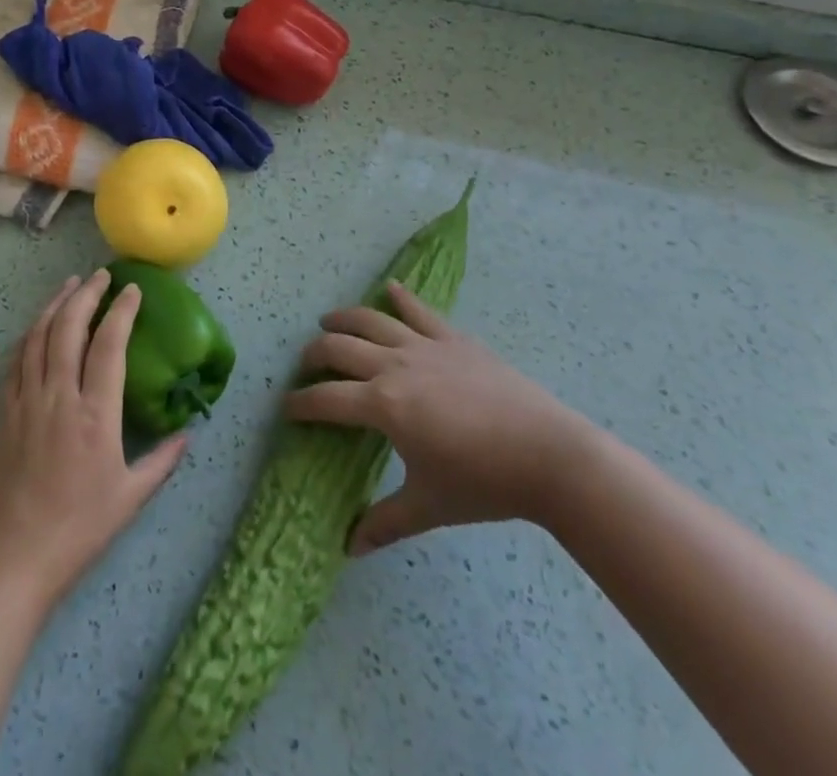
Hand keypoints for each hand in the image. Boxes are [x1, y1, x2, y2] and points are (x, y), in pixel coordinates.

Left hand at [0, 269, 187, 604]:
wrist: (13, 556)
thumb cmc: (78, 529)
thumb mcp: (130, 498)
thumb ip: (162, 461)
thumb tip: (187, 433)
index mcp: (95, 414)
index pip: (109, 344)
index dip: (121, 311)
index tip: (132, 290)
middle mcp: (59, 395)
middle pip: (69, 327)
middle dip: (86, 294)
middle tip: (100, 275)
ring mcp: (26, 400)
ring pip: (38, 335)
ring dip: (55, 304)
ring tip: (70, 285)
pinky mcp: (3, 411)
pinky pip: (16, 359)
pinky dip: (30, 333)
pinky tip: (38, 325)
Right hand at [285, 282, 595, 554]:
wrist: (549, 455)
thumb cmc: (484, 483)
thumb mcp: (429, 506)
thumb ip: (385, 523)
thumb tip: (348, 548)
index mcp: (383, 405)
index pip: (326, 399)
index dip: (300, 403)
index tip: (287, 408)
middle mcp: (393, 366)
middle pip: (339, 348)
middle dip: (314, 354)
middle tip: (306, 365)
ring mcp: (424, 346)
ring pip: (371, 320)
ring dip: (344, 318)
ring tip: (328, 321)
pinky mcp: (453, 339)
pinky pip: (419, 311)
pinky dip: (401, 297)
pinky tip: (390, 288)